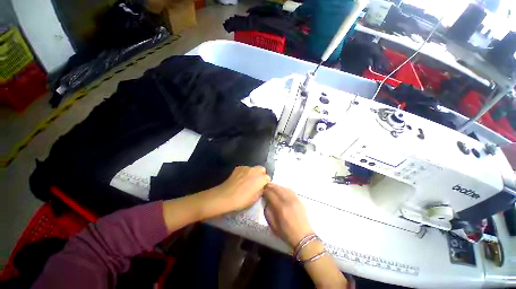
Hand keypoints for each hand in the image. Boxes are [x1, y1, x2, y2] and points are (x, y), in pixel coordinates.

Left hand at [208, 166, 270, 213]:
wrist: (225, 196)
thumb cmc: (242, 200)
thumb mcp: (255, 198)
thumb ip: (261, 190)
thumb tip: (261, 187)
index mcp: (261, 178)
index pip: (268, 178)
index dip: (265, 183)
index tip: (262, 188)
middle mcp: (255, 170)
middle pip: (262, 169)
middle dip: (261, 174)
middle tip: (256, 183)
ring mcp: (246, 168)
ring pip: (253, 168)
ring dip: (253, 173)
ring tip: (247, 181)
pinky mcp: (238, 167)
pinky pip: (245, 169)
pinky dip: (245, 172)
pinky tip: (240, 179)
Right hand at [263, 183, 313, 247]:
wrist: (303, 237)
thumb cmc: (286, 233)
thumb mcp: (273, 225)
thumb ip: (267, 212)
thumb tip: (266, 201)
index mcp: (280, 208)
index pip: (270, 194)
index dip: (265, 191)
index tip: (262, 190)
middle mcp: (288, 201)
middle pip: (277, 189)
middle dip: (270, 186)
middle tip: (266, 186)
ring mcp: (295, 200)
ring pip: (284, 188)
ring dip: (277, 186)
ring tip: (272, 186)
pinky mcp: (299, 200)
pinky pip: (290, 190)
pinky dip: (284, 188)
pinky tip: (281, 190)